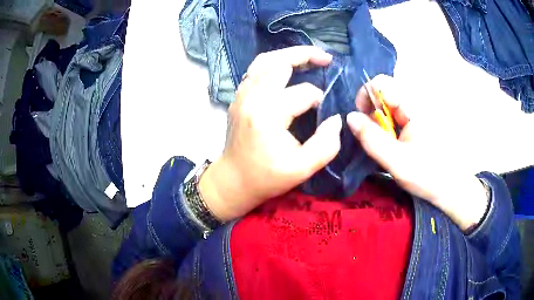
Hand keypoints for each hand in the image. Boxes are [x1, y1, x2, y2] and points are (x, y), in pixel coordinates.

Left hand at [200, 46, 341, 221]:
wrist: (232, 180)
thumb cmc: (265, 177)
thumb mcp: (301, 169)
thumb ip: (325, 145)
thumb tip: (336, 119)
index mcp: (268, 114)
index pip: (304, 92)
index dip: (320, 99)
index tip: (325, 112)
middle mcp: (252, 97)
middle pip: (280, 62)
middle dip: (306, 56)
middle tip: (327, 58)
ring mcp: (241, 94)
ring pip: (264, 60)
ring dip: (288, 55)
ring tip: (309, 56)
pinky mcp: (238, 96)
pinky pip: (255, 70)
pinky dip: (273, 64)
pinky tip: (287, 69)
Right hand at [347, 75, 487, 230]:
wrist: (450, 187)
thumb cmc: (428, 175)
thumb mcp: (397, 162)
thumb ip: (373, 139)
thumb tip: (349, 117)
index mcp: (414, 107)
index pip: (382, 84)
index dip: (366, 95)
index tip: (361, 118)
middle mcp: (414, 103)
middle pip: (383, 93)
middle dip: (370, 111)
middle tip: (368, 135)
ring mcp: (415, 112)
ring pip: (387, 106)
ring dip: (377, 121)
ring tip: (380, 143)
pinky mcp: (415, 122)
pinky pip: (394, 116)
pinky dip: (385, 127)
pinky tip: (388, 143)